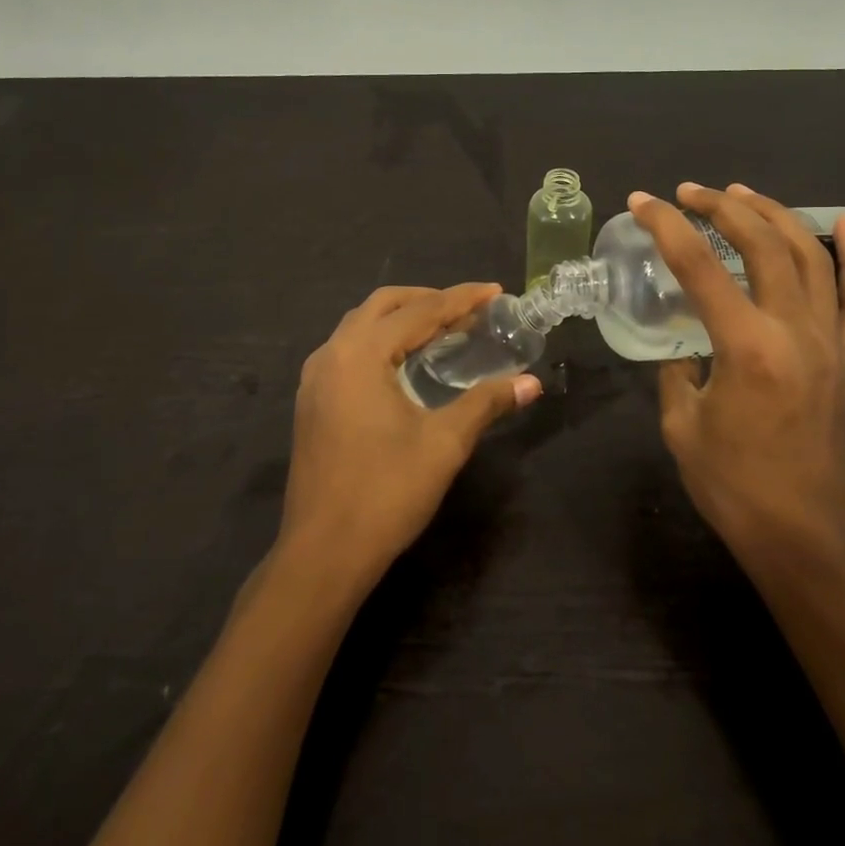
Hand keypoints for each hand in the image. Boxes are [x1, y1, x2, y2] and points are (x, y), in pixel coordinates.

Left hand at [282, 284, 542, 586]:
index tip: (496, 291)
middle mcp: (331, 354)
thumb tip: (531, 383)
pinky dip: (382, 341)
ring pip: (361, 325)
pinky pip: (350, 350)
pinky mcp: (312, 401)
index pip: (420, 312)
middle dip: (428, 300)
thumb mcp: (445, 443)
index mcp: (360, 354)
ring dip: (402, 319)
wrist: (323, 554)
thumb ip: (486, 403)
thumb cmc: (386, 493)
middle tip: (468, 309)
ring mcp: (315, 378)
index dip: (461, 299)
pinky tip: (406, 362)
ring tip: (443, 330)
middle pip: (383, 305)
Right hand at [629, 183, 844, 567]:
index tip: (641, 202)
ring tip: (742, 194)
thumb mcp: (681, 423)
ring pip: (809, 255)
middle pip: (761, 244)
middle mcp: (793, 330)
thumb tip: (686, 344)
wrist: (801, 531)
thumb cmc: (732, 484)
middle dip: (721, 207)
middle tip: (687, 192)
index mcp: (746, 347)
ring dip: (774, 215)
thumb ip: (678, 370)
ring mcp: (828, 339)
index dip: (666, 226)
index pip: (699, 266)